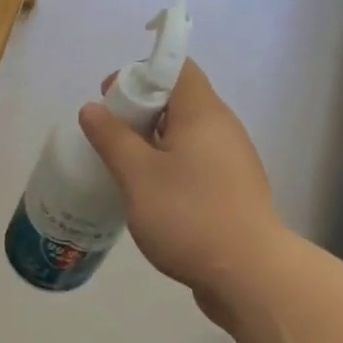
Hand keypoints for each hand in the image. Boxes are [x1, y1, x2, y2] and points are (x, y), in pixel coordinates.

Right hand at [79, 60, 283, 330]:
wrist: (249, 275)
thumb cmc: (190, 216)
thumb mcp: (138, 175)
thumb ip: (112, 138)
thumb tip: (92, 108)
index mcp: (203, 113)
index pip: (177, 67)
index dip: (141, 72)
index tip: (112, 98)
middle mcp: (222, 128)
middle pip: (178, 99)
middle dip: (139, 110)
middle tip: (109, 136)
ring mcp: (231, 161)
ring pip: (185, 134)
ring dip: (152, 142)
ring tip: (122, 167)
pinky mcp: (231, 190)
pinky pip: (194, 162)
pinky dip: (168, 166)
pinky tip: (148, 194)